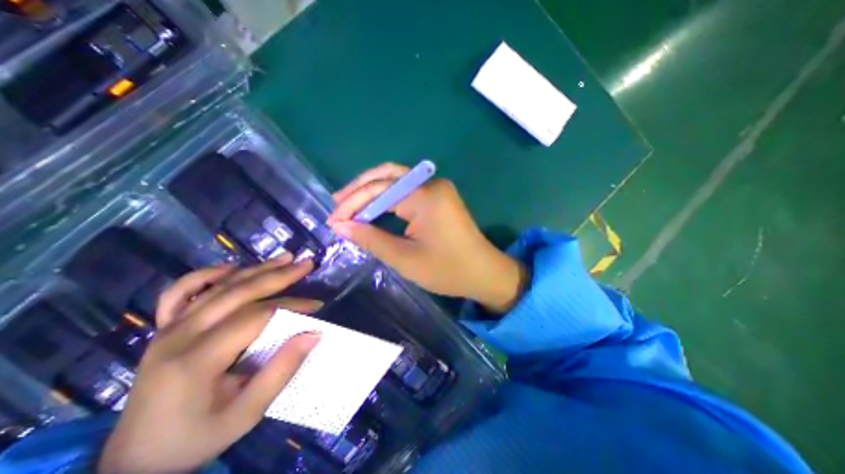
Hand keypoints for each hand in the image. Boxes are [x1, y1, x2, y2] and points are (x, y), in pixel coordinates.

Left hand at [100, 255, 324, 473]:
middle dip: (278, 275)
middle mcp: (179, 336)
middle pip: (238, 293)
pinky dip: (206, 275)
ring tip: (285, 258)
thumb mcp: (246, 413)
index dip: (291, 306)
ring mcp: (167, 329)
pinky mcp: (163, 328)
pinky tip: (231, 268)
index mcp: (196, 359)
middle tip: (307, 264)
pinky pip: (181, 291)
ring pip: (218, 286)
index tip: (317, 307)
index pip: (256, 316)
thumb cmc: (197, 437)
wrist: (134, 460)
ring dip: (255, 269)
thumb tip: (314, 333)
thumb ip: (281, 371)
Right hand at [326, 162, 526, 314]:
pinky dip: (387, 198)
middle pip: (388, 175)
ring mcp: (437, 189)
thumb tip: (340, 226)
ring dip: (372, 190)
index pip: (379, 190)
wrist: (484, 273)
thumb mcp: (405, 259)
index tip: (333, 221)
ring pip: (397, 180)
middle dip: (360, 189)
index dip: (353, 204)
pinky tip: (374, 207)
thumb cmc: (447, 270)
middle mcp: (432, 184)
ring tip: (348, 203)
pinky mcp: (439, 197)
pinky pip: (407, 191)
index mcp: (426, 196)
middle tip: (337, 203)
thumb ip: (371, 239)